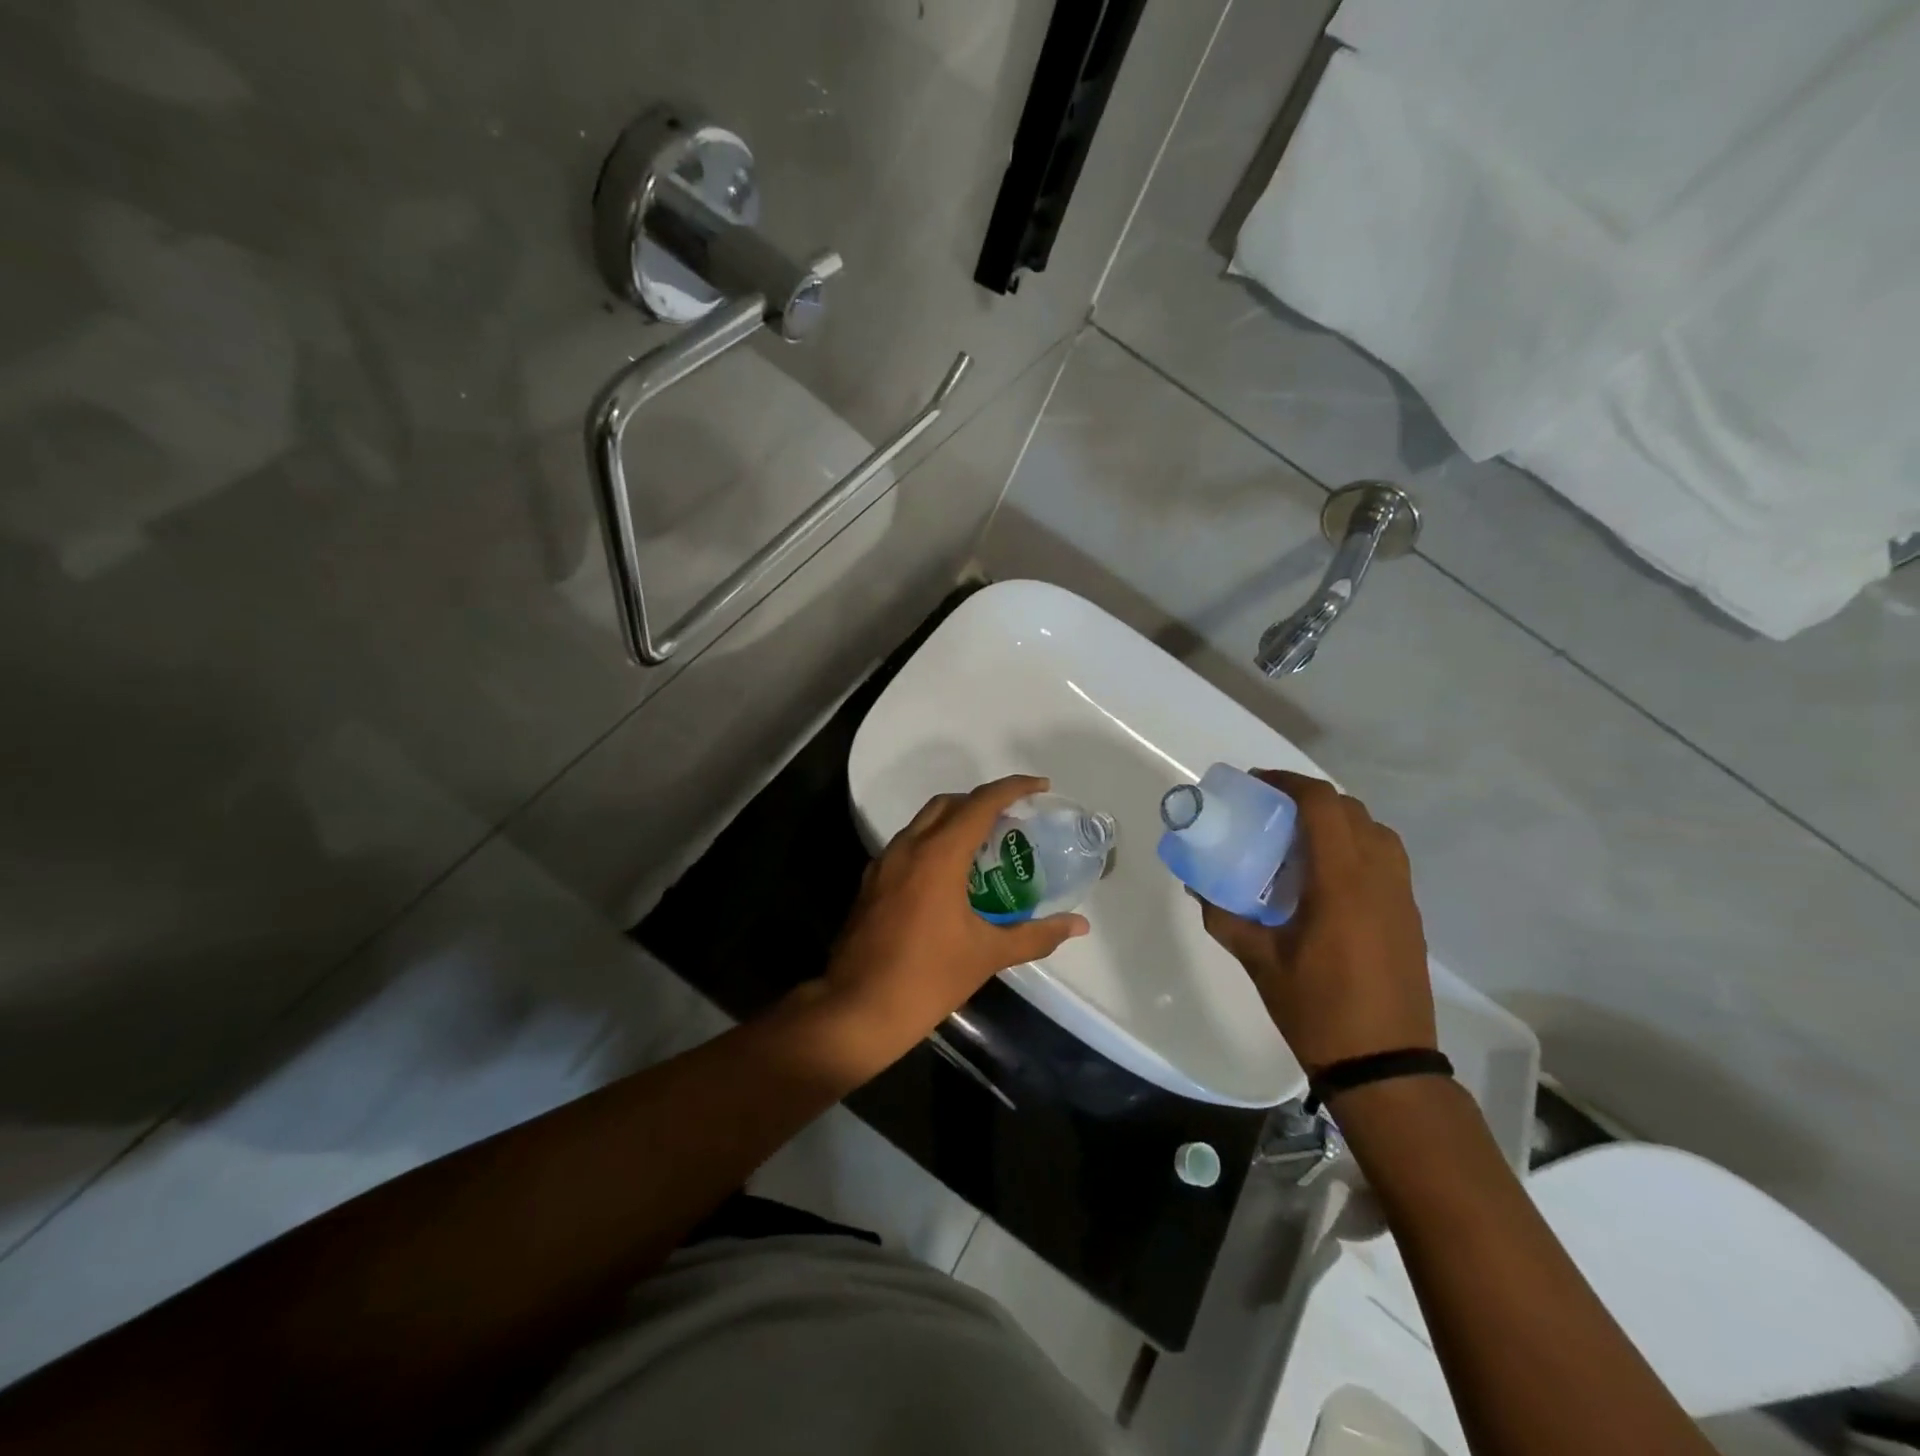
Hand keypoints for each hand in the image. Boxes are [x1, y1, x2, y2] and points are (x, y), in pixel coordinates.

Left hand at [819, 775, 1089, 1064]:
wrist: (856, 1010)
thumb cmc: (927, 978)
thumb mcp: (987, 955)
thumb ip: (1036, 935)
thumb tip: (1078, 925)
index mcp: (938, 855)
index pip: (981, 803)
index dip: (1013, 788)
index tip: (1040, 787)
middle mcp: (908, 847)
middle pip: (949, 803)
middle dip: (983, 801)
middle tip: (1014, 819)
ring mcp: (884, 864)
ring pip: (924, 822)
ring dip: (956, 821)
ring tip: (987, 845)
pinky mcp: (871, 883)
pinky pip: (908, 845)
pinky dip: (934, 843)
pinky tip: (951, 876)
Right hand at [1196, 770, 1435, 1072]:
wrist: (1384, 1064)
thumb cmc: (1316, 1008)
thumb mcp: (1258, 960)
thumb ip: (1224, 915)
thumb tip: (1197, 884)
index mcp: (1342, 882)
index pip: (1323, 806)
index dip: (1289, 782)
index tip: (1256, 784)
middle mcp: (1379, 877)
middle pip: (1351, 810)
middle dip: (1310, 798)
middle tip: (1271, 811)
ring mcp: (1402, 896)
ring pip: (1375, 831)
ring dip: (1338, 821)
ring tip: (1299, 839)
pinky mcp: (1410, 915)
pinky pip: (1386, 858)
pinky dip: (1356, 846)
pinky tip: (1325, 877)